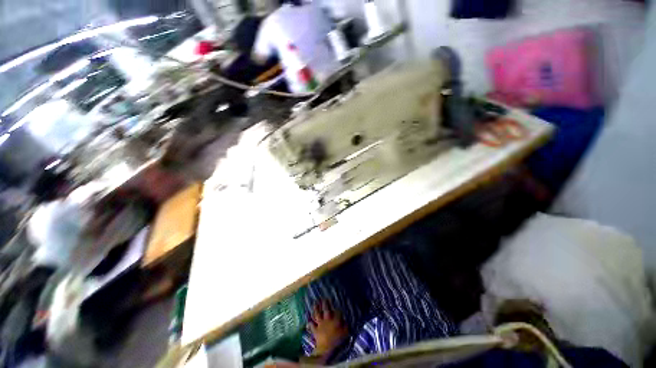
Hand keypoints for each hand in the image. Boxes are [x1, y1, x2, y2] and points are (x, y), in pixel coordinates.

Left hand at [307, 301, 347, 355]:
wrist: (327, 350)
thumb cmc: (338, 342)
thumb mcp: (345, 334)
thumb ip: (345, 326)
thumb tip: (345, 321)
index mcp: (335, 320)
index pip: (338, 312)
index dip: (338, 310)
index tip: (339, 308)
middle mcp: (327, 320)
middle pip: (326, 309)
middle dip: (325, 303)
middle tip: (324, 298)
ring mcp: (321, 325)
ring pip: (318, 314)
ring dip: (316, 308)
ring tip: (315, 303)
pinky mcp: (315, 331)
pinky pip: (311, 326)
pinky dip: (309, 323)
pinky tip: (308, 321)